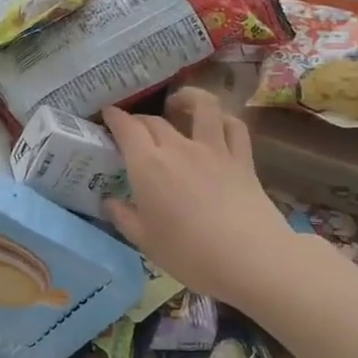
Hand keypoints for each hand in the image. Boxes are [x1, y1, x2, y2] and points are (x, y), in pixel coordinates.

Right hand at [101, 89, 302, 306]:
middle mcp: (178, 148)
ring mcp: (214, 149)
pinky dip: (223, 118)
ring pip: (202, 107)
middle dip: (139, 119)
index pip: (127, 128)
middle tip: (133, 129)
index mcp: (148, 165)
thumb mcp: (145, 241)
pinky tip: (217, 124)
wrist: (249, 258)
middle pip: (155, 120)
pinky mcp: (242, 159)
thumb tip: (109, 202)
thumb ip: (123, 217)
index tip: (108, 115)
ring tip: (178, 104)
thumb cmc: (189, 253)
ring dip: (187, 98)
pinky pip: (234, 127)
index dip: (115, 117)